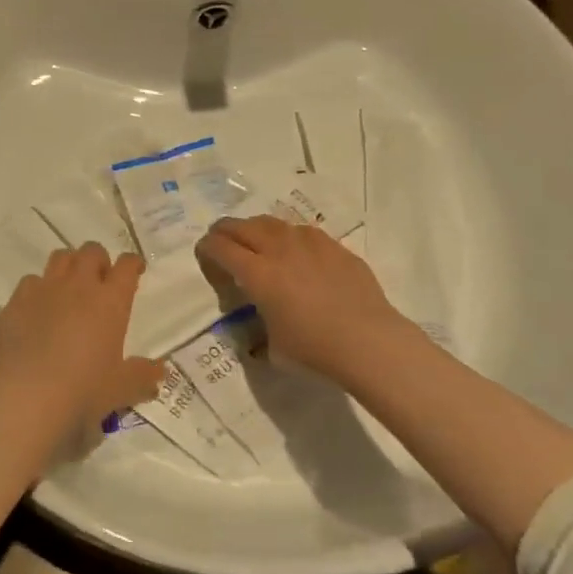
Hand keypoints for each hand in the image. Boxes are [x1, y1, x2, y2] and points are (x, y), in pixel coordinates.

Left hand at [0, 243, 165, 432]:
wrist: (26, 395)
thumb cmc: (83, 390)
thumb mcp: (122, 389)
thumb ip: (143, 376)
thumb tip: (160, 370)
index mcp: (110, 301)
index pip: (127, 266)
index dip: (133, 263)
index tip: (135, 270)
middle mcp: (78, 286)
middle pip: (91, 251)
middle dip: (99, 260)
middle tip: (100, 280)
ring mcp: (45, 289)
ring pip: (60, 257)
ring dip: (69, 266)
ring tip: (70, 287)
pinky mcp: (17, 301)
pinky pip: (30, 281)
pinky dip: (38, 289)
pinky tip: (38, 309)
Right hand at [197, 215, 423, 384]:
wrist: (369, 342)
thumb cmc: (314, 351)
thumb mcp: (273, 348)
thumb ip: (260, 328)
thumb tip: (261, 325)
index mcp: (257, 274)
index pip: (221, 248)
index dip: (207, 248)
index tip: (204, 253)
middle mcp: (278, 250)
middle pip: (242, 226)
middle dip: (225, 231)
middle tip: (221, 240)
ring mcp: (309, 243)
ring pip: (272, 222)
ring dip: (256, 229)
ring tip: (256, 240)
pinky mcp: (334, 247)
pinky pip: (302, 232)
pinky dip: (289, 237)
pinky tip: (295, 250)